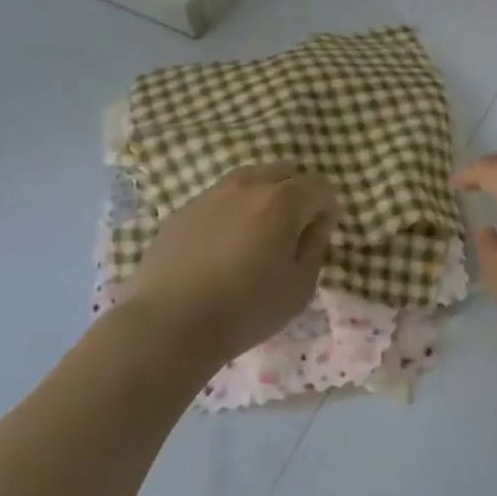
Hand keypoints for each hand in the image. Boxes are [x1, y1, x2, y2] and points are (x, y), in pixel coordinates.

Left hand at [126, 164, 339, 365]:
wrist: (168, 324)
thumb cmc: (245, 309)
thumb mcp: (299, 287)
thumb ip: (316, 246)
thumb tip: (317, 223)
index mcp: (282, 201)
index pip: (319, 186)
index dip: (328, 207)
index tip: (322, 233)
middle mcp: (248, 185)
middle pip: (285, 171)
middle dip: (298, 192)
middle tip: (294, 229)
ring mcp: (212, 193)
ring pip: (250, 179)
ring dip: (264, 196)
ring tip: (259, 233)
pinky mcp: (184, 209)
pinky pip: (221, 198)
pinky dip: (233, 210)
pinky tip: (224, 244)